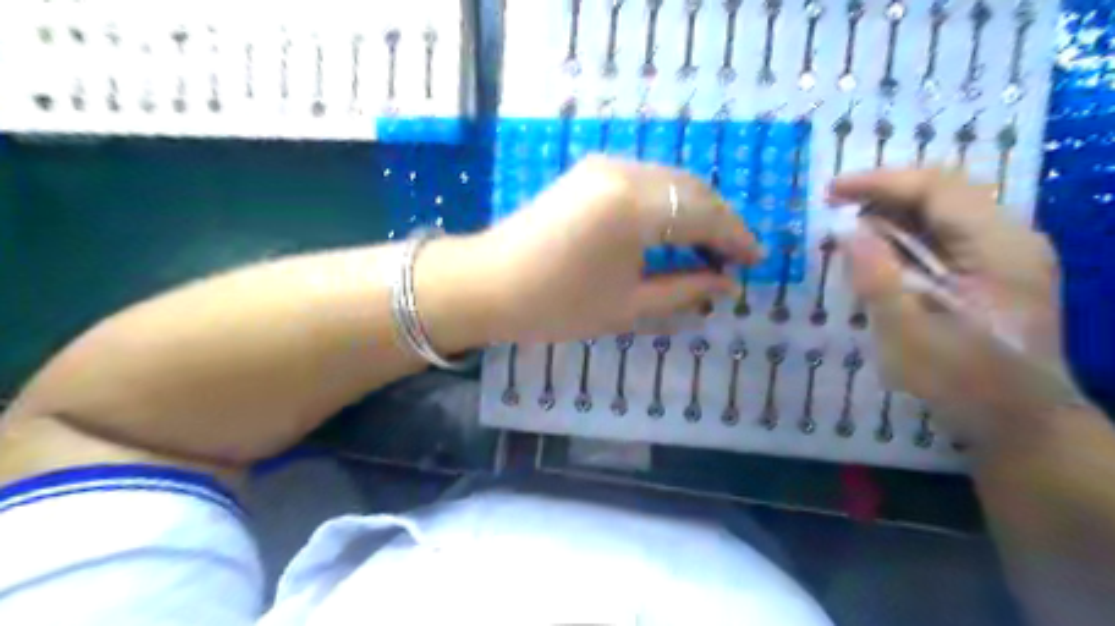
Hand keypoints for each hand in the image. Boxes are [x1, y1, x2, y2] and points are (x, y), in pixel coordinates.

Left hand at [458, 154, 762, 341]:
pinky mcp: (589, 172)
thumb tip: (728, 285)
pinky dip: (668, 204)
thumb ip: (685, 290)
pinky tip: (673, 231)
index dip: (736, 239)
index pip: (705, 215)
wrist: (486, 286)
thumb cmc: (555, 306)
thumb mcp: (627, 307)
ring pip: (670, 181)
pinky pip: (645, 181)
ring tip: (708, 250)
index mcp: (635, 207)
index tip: (757, 262)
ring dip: (696, 211)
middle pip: (693, 190)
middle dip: (720, 223)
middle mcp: (624, 172)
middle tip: (734, 260)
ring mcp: (603, 166)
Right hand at [831, 168, 1075, 446]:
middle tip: (834, 204)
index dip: (880, 183)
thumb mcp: (909, 337)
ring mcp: (1007, 253)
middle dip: (885, 190)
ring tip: (848, 224)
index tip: (830, 192)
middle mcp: (1011, 238)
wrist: (1025, 425)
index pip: (938, 187)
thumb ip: (878, 280)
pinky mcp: (996, 270)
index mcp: (999, 248)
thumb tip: (847, 231)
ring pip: (946, 209)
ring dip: (894, 209)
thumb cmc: (965, 384)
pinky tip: (879, 247)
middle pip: (945, 189)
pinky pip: (947, 233)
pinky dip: (907, 231)